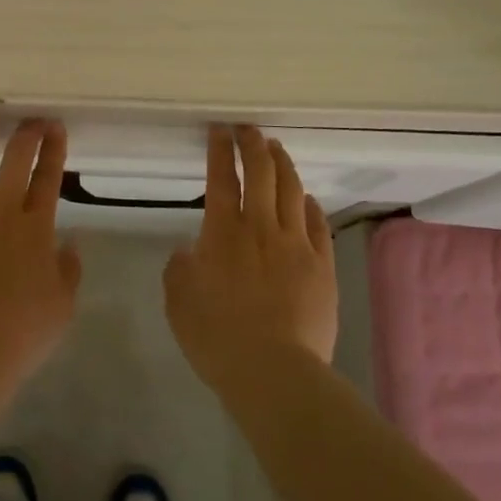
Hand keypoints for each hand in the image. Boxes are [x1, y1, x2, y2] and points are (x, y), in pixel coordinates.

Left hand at [0, 116, 81, 381]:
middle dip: (25, 133)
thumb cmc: (21, 332)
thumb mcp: (62, 306)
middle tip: (30, 119)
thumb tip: (70, 244)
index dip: (54, 150)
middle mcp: (0, 211)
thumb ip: (68, 270)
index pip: (48, 178)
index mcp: (35, 228)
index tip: (55, 126)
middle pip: (15, 160)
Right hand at [164, 125, 338, 393]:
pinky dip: (309, 205)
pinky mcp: (322, 266)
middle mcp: (260, 228)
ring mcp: (296, 245)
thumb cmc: (217, 337)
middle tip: (248, 129)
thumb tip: (187, 251)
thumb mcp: (178, 302)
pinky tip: (306, 198)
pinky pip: (317, 224)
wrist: (274, 372)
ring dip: (282, 165)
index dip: (220, 150)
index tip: (220, 129)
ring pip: (291, 190)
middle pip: (260, 173)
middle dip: (253, 144)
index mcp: (222, 232)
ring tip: (277, 149)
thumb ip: (179, 269)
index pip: (221, 178)